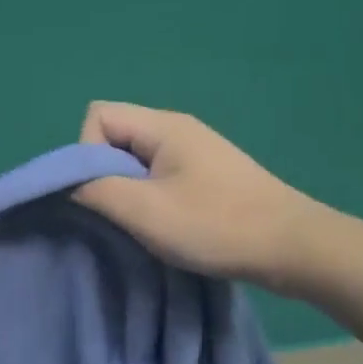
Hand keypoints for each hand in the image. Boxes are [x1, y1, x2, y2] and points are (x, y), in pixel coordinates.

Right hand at [71, 101, 321, 293]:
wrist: (294, 247)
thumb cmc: (217, 225)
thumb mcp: (145, 212)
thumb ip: (96, 190)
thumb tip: (68, 183)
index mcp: (163, 125)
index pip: (98, 116)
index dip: (87, 152)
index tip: (105, 192)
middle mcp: (177, 127)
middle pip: (115, 135)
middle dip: (106, 173)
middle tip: (125, 212)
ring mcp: (195, 150)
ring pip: (136, 158)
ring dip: (129, 189)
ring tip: (146, 222)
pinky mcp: (207, 173)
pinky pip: (158, 172)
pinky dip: (151, 196)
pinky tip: (168, 224)